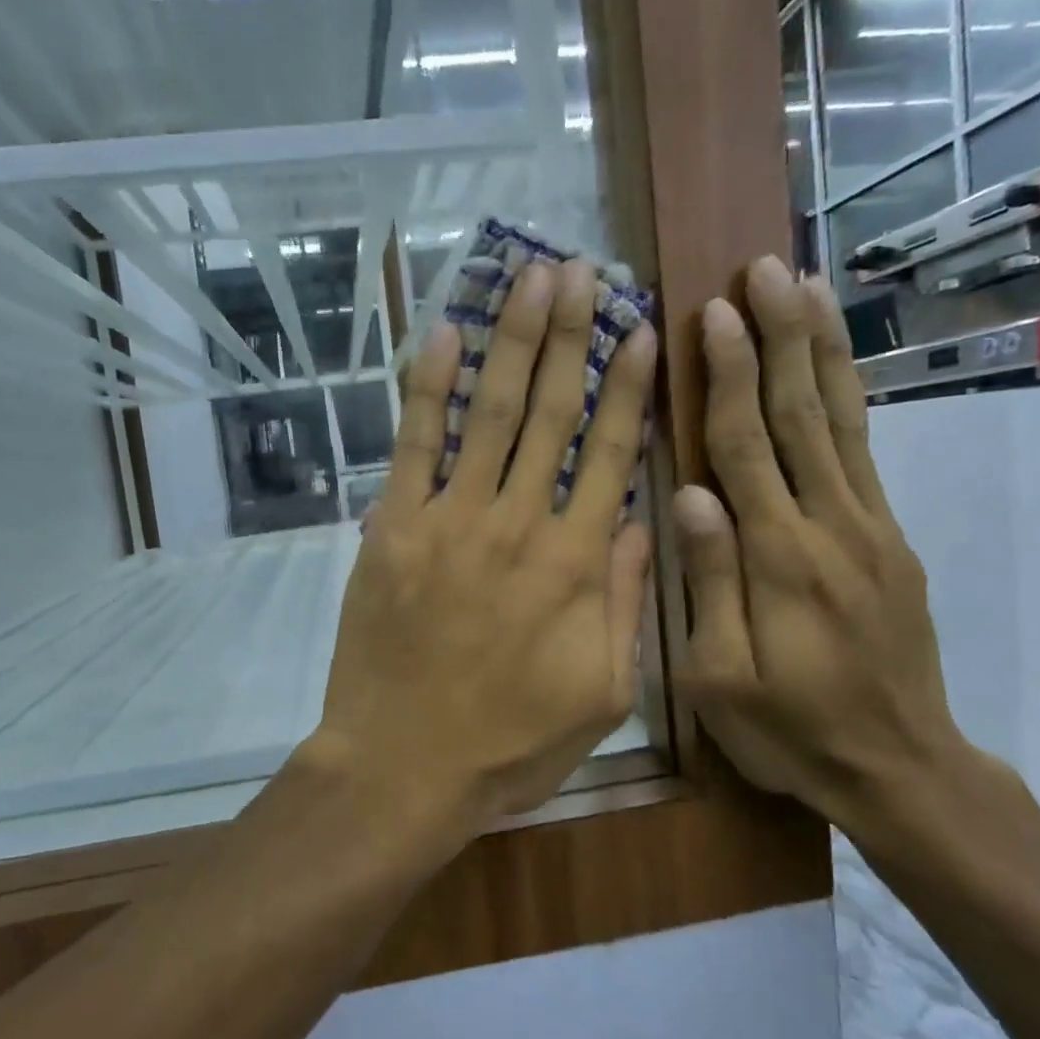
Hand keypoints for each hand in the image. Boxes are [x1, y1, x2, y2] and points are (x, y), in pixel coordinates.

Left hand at [309, 258, 657, 834]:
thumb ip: (627, 602)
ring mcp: (450, 520)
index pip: (611, 453)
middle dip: (569, 336)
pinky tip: (443, 336)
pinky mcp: (393, 528)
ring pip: (487, 413)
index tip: (639, 329)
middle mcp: (519, 524)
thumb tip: (646, 519)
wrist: (402, 767)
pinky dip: (428, 390)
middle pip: (551, 413)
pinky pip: (414, 446)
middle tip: (582, 271)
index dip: (627, 386)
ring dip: (510, 341)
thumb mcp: (601, 695)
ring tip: (529, 277)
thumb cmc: (509, 744)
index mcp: (577, 564)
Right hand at [673, 256, 977, 835]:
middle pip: (799, 415)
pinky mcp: (889, 538)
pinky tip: (834, 364)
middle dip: (778, 338)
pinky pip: (865, 452)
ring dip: (819, 350)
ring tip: (805, 287)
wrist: (899, 768)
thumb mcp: (720, 679)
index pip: (745, 449)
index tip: (711, 315)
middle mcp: (830, 527)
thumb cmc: (789, 730)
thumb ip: (709, 584)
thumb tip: (690, 496)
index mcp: (778, 560)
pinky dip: (849, 397)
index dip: (726, 379)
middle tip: (763, 269)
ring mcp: (870, 528)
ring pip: (841, 421)